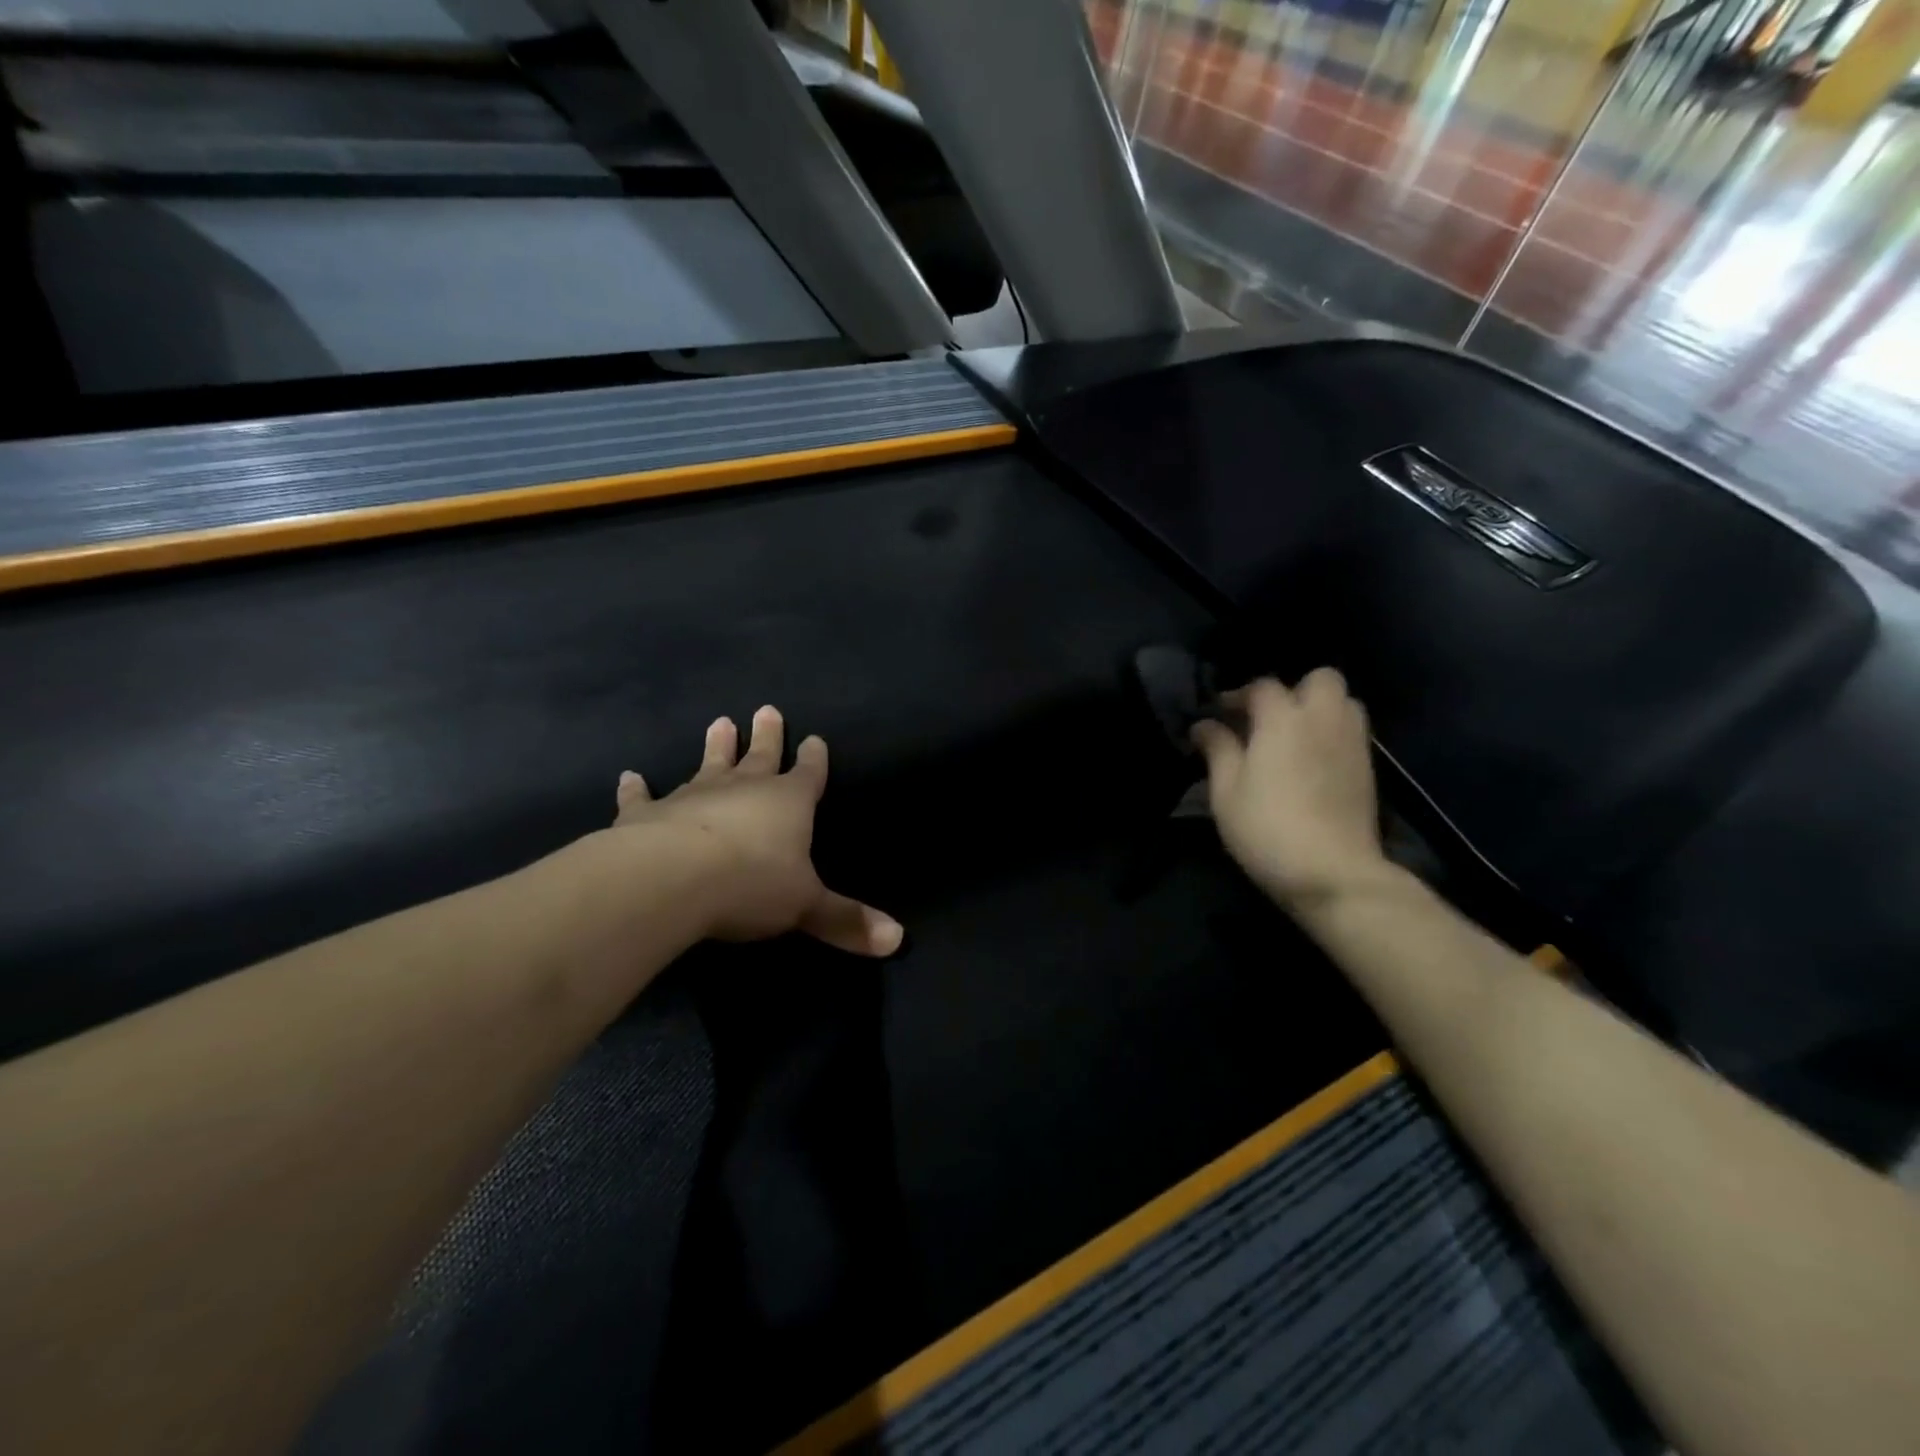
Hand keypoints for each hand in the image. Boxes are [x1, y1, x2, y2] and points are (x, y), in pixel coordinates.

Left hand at [612, 706, 903, 956]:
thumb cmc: (751, 884)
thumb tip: (898, 940)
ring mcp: (693, 797)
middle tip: (766, 709)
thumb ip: (847, 921)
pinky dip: (636, 788)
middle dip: (766, 737)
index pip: (807, 775)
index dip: (813, 759)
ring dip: (715, 747)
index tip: (814, 738)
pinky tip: (630, 776)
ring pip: (709, 765)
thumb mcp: (807, 906)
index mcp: (787, 803)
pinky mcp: (648, 814)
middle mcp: (743, 790)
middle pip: (759, 757)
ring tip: (719, 722)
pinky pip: (643, 797)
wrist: (673, 878)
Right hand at [1190, 669, 1395, 913]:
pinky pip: (1351, 731)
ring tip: (1292, 737)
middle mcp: (1324, 719)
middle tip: (1268, 719)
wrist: (1332, 872)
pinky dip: (1332, 733)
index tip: (1219, 714)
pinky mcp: (1368, 768)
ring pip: (1344, 702)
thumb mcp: (1226, 791)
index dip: (1238, 695)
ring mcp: (1353, 742)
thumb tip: (1204, 724)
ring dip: (1318, 709)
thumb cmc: (1267, 828)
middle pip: (1320, 678)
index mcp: (1283, 719)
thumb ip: (1218, 750)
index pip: (1262, 686)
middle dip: (1294, 689)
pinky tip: (1311, 761)